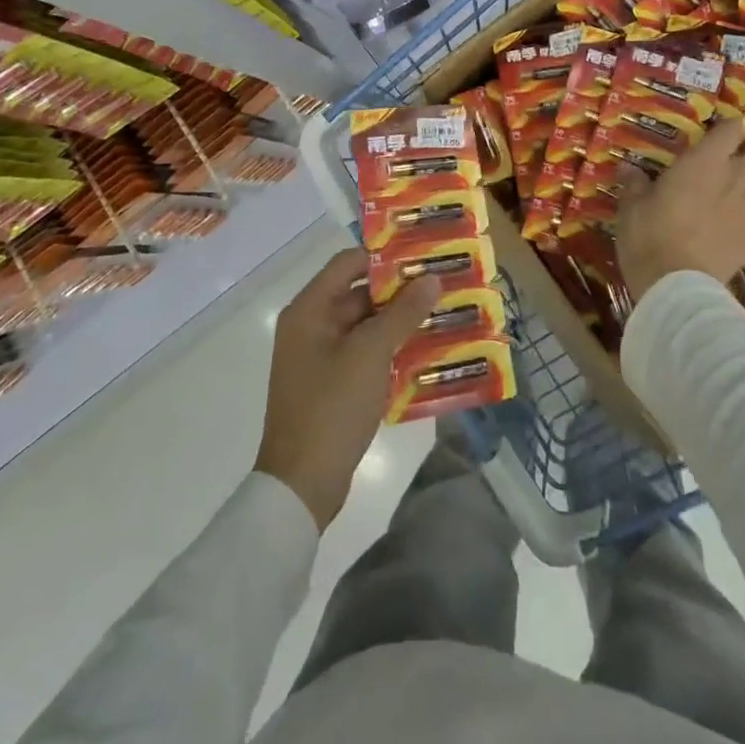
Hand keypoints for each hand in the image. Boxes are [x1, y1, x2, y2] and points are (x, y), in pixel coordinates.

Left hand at [254, 248, 439, 530]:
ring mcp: (320, 358)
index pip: (348, 263)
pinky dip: (391, 351)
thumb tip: (431, 279)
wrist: (302, 486)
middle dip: (400, 292)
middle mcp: (310, 327)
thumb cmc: (331, 407)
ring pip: (366, 327)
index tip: (423, 256)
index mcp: (309, 310)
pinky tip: (426, 353)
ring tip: (442, 316)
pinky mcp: (331, 386)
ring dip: (400, 323)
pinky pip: (365, 355)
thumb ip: (402, 313)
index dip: (385, 257)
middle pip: (359, 295)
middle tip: (442, 286)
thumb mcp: (371, 354)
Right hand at [615, 117, 744, 300]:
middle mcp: (734, 179)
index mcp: (704, 162)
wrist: (676, 286)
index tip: (721, 131)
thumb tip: (627, 169)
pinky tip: (743, 222)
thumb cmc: (649, 236)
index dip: (730, 126)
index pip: (732, 128)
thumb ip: (634, 184)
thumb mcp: (631, 207)